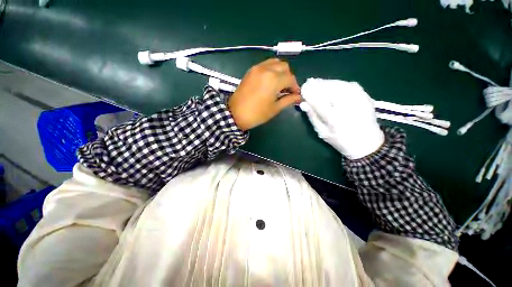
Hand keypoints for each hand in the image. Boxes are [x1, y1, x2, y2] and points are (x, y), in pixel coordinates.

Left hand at [228, 58, 300, 130]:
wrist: (235, 114)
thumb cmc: (257, 114)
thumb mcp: (275, 108)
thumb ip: (288, 100)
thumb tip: (298, 97)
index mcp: (274, 79)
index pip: (290, 78)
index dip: (295, 87)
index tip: (296, 95)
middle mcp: (266, 69)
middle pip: (284, 67)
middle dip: (289, 78)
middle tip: (287, 90)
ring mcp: (257, 68)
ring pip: (275, 63)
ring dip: (281, 72)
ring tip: (279, 85)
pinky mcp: (251, 71)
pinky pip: (265, 65)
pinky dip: (271, 70)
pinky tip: (270, 82)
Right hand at [300, 78, 383, 158]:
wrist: (367, 142)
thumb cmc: (340, 139)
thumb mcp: (322, 132)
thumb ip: (312, 117)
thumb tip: (303, 104)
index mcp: (333, 118)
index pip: (317, 101)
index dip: (308, 94)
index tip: (302, 90)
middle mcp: (345, 105)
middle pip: (328, 88)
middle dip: (316, 85)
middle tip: (309, 85)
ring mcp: (357, 98)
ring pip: (337, 84)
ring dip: (325, 83)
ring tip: (318, 85)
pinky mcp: (364, 94)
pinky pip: (347, 84)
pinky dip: (336, 84)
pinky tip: (332, 87)